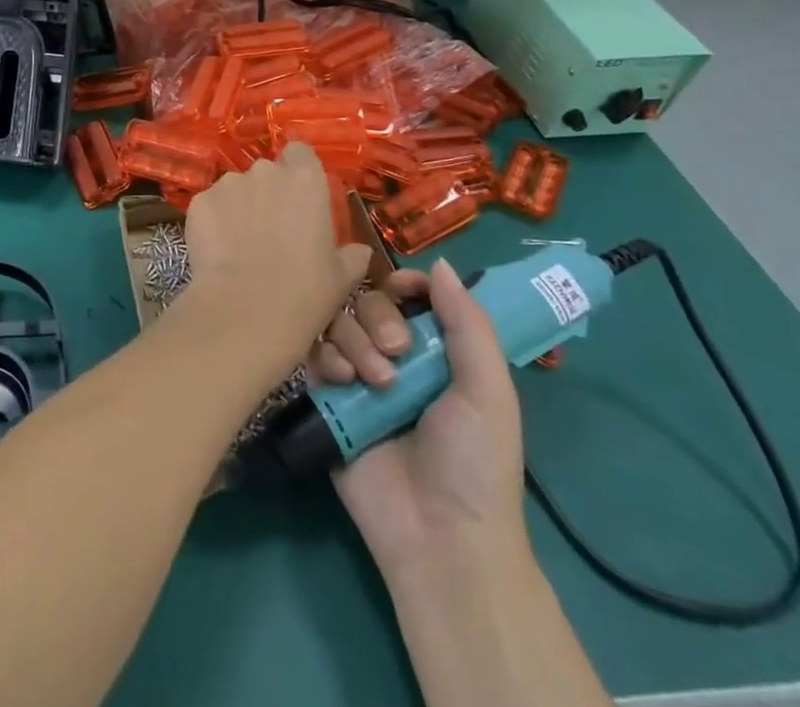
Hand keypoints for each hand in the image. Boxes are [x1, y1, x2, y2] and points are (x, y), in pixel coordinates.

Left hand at [182, 143, 371, 372]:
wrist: (247, 310)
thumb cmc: (305, 291)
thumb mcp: (342, 277)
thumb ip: (351, 255)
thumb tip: (358, 251)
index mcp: (305, 180)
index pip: (300, 153)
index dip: (298, 169)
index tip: (299, 196)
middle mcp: (265, 172)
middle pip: (266, 173)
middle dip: (267, 194)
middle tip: (271, 231)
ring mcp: (228, 184)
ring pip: (235, 189)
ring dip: (239, 208)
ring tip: (240, 245)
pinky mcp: (199, 202)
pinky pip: (210, 206)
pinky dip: (214, 222)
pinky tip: (218, 252)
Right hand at [309, 258, 526, 570]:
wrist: (438, 538)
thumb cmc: (474, 462)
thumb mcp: (489, 392)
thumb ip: (468, 324)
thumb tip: (439, 262)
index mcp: (436, 352)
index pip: (409, 295)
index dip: (403, 284)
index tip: (401, 289)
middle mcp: (393, 357)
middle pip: (367, 302)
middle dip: (378, 318)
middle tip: (396, 354)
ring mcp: (357, 377)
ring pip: (337, 323)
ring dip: (353, 340)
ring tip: (371, 381)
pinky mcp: (326, 399)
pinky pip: (311, 355)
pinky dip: (324, 358)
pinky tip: (341, 381)